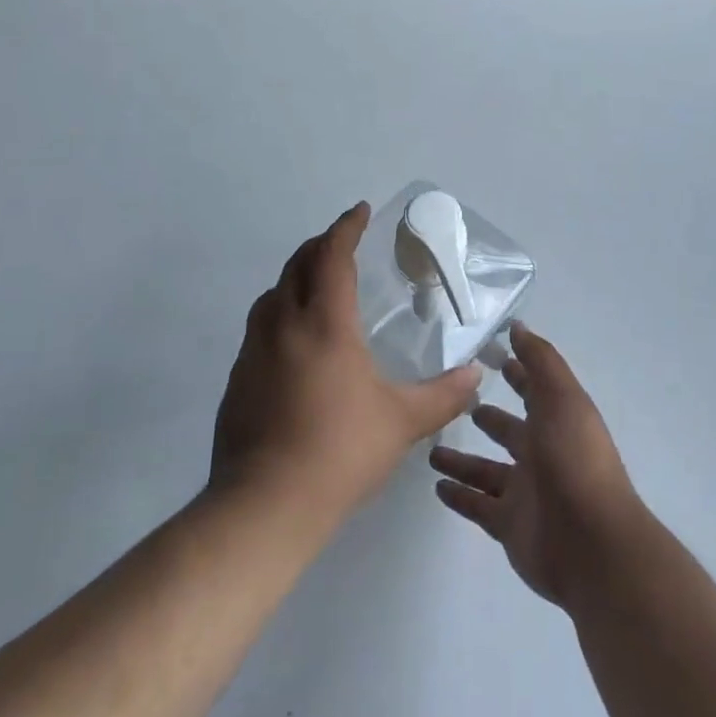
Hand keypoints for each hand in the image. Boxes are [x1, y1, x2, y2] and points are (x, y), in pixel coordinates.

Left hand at [212, 202, 480, 526]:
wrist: (265, 505)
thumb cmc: (340, 452)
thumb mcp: (402, 422)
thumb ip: (443, 395)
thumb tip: (477, 374)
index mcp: (324, 324)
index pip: (333, 257)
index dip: (346, 228)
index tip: (360, 211)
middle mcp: (284, 326)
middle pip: (297, 265)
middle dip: (320, 245)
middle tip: (342, 242)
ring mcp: (254, 352)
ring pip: (272, 294)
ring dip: (296, 277)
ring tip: (318, 286)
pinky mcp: (238, 379)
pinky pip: (260, 327)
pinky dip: (280, 313)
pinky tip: (296, 342)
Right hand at [429, 323, 643, 610]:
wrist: (592, 543)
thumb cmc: (575, 459)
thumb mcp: (562, 398)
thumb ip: (539, 361)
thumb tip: (517, 326)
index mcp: (557, 421)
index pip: (533, 389)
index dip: (515, 372)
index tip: (486, 355)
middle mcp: (542, 453)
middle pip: (509, 431)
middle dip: (487, 417)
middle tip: (452, 403)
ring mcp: (525, 492)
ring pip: (486, 470)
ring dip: (462, 460)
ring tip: (430, 448)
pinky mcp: (509, 526)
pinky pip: (478, 506)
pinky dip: (459, 496)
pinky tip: (436, 486)